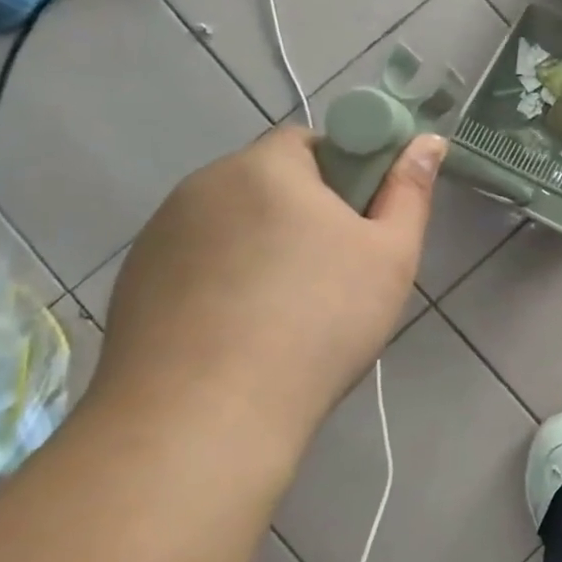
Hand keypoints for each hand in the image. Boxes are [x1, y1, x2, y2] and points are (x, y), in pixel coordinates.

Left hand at [92, 126, 445, 441]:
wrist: (202, 421)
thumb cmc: (317, 323)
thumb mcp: (390, 255)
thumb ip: (410, 190)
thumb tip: (428, 140)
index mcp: (265, 167)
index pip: (310, 140)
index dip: (344, 172)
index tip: (360, 222)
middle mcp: (203, 186)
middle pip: (268, 181)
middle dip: (303, 212)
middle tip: (334, 270)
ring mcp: (159, 236)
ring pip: (231, 223)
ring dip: (260, 246)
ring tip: (285, 310)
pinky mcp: (134, 283)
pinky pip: (196, 262)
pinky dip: (222, 280)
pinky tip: (239, 332)